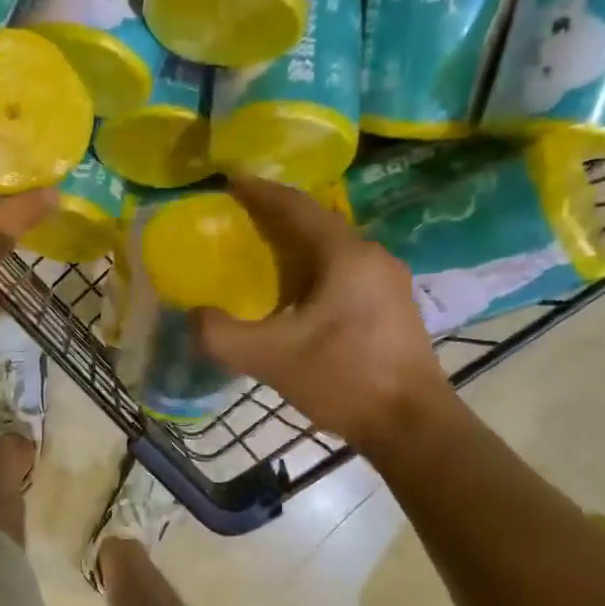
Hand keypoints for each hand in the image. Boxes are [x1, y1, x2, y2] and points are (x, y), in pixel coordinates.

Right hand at [193, 177, 451, 445]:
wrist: (411, 425)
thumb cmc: (343, 379)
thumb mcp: (270, 358)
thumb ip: (221, 335)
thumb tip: (193, 316)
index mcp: (346, 256)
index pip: (297, 208)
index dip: (261, 192)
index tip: (231, 180)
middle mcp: (372, 257)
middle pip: (317, 224)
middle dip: (277, 216)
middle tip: (238, 216)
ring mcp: (387, 282)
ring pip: (332, 249)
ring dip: (296, 245)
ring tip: (260, 250)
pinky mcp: (391, 307)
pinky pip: (344, 271)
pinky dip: (313, 269)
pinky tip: (293, 291)